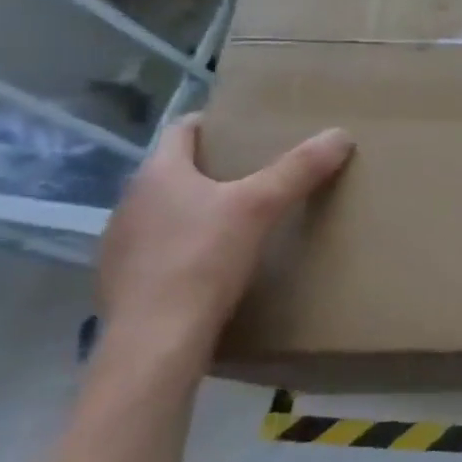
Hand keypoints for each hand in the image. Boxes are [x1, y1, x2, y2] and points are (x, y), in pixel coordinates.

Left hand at [97, 117, 354, 350]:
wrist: (156, 339)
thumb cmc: (203, 259)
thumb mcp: (261, 207)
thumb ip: (299, 169)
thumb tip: (340, 134)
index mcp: (157, 174)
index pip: (181, 130)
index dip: (213, 123)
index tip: (245, 125)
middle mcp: (131, 201)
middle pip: (176, 170)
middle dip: (214, 167)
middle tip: (259, 170)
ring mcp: (122, 242)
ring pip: (167, 209)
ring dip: (199, 206)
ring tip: (242, 216)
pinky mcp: (125, 279)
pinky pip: (161, 246)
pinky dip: (187, 243)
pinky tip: (215, 261)